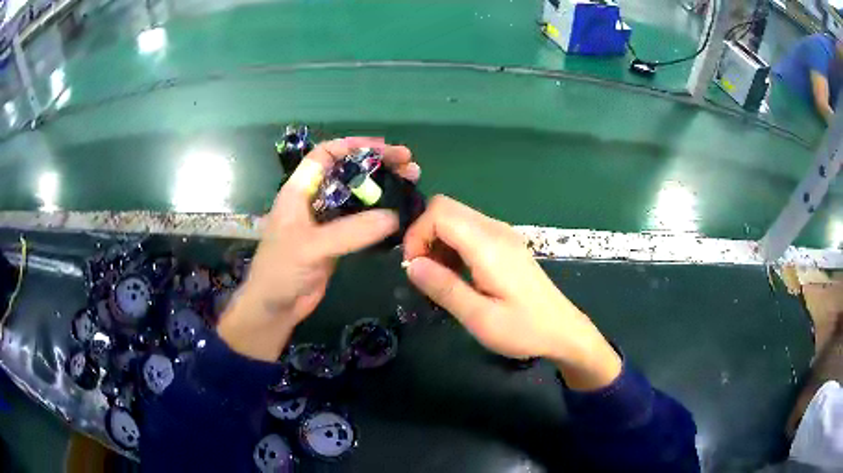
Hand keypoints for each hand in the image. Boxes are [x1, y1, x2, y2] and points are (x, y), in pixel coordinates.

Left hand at [218, 138, 419, 361]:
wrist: (276, 306)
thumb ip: (350, 231)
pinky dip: (380, 214)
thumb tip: (394, 216)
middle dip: (377, 164)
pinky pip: (361, 220)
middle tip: (409, 164)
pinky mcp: (337, 240)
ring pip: (358, 195)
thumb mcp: (312, 246)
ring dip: (383, 188)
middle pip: (348, 172)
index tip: (384, 146)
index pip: (326, 155)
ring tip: (412, 182)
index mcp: (300, 190)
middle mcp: (314, 199)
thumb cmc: (282, 270)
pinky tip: (399, 213)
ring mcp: (326, 220)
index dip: (353, 146)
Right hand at [403, 196, 620, 389]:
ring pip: (456, 218)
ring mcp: (503, 234)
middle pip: (446, 208)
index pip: (439, 212)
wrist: (562, 331)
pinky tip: (457, 274)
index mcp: (489, 245)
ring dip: (438, 241)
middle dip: (425, 235)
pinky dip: (453, 245)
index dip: (417, 234)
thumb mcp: (479, 318)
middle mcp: (496, 230)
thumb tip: (411, 265)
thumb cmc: (523, 329)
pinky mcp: (506, 243)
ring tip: (440, 278)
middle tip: (424, 272)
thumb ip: (444, 288)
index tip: (414, 268)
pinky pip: (469, 230)